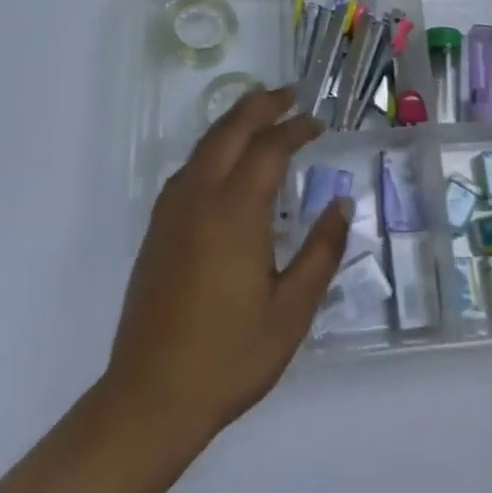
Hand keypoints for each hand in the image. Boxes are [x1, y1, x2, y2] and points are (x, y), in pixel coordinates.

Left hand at [104, 85, 349, 448]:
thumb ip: (321, 252)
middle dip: (262, 105)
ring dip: (235, 121)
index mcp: (236, 211)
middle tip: (290, 94)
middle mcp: (201, 197)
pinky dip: (214, 147)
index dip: (296, 128)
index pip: (269, 148)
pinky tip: (225, 162)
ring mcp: (173, 210)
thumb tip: (342, 203)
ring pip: (205, 144)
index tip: (318, 122)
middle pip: (231, 129)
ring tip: (261, 114)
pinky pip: (190, 167)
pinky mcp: (158, 228)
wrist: (149, 398)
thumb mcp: (291, 311)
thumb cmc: (229, 356)